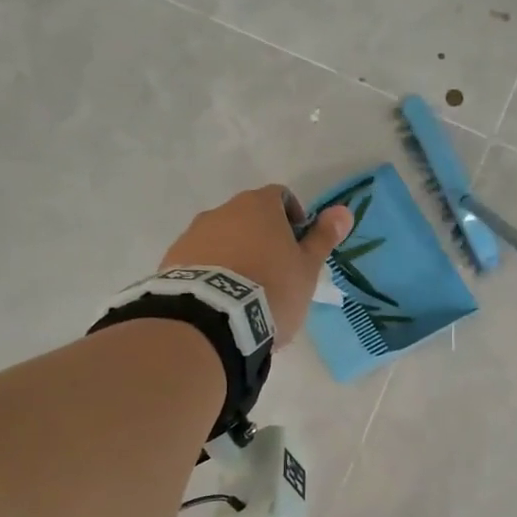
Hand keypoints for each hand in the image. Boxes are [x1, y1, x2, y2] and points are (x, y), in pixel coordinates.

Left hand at [161, 186, 353, 347]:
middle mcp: (222, 211)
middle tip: (274, 273)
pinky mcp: (172, 260)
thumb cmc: (271, 289)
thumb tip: (344, 210)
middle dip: (262, 239)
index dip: (293, 218)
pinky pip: (199, 260)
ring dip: (235, 254)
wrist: (211, 320)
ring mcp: (193, 234)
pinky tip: (220, 301)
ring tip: (244, 292)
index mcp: (258, 206)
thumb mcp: (306, 268)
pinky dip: (211, 272)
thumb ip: (323, 238)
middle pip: (248, 217)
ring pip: (222, 238)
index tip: (297, 245)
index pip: (280, 196)